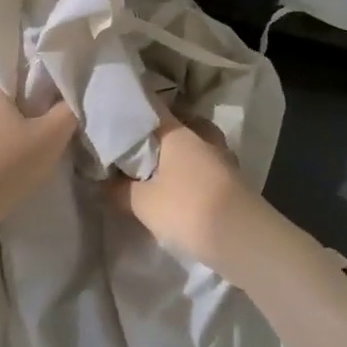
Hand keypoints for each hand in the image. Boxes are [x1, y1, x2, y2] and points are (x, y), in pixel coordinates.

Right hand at [111, 102, 257, 276]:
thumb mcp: (142, 203)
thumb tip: (105, 181)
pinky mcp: (233, 180)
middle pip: (176, 126)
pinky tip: (178, 187)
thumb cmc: (186, 209)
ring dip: (178, 155)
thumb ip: (119, 189)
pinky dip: (191, 172)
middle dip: (157, 135)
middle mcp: (202, 136)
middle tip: (135, 148)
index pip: (152, 109)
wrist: (241, 238)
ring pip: (194, 146)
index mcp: (178, 132)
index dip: (132, 112)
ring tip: (155, 170)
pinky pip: (204, 166)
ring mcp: (222, 157)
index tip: (113, 118)